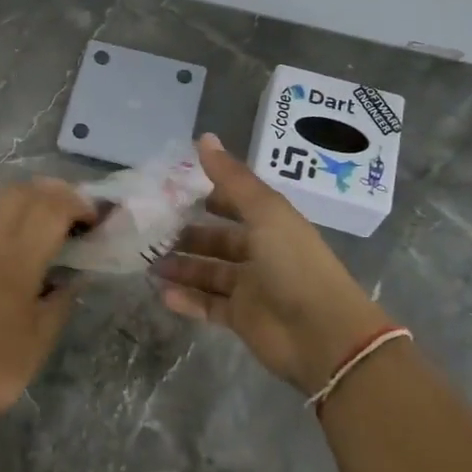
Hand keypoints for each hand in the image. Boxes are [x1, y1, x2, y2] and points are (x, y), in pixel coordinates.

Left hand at [0, 178, 97, 426]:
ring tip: (47, 218)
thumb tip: (78, 272)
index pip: (52, 207)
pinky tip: (14, 233)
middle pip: (26, 191)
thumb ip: (63, 295)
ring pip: (0, 195)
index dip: (79, 204)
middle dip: (57, 194)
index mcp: (15, 260)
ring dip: (29, 196)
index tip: (95, 220)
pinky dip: (4, 209)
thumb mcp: (42, 336)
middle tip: (76, 214)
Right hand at [155, 134, 391, 394]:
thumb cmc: (294, 264)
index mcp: (271, 224)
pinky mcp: (242, 320)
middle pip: (218, 240)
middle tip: (150, 230)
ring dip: (181, 267)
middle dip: (187, 235)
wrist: (323, 335)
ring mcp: (251, 288)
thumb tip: (203, 137)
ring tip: (148, 263)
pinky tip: (161, 293)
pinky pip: (208, 306)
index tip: (171, 190)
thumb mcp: (265, 213)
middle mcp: (261, 253)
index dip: (208, 195)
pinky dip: (186, 300)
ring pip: (209, 273)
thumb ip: (232, 178)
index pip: (235, 204)